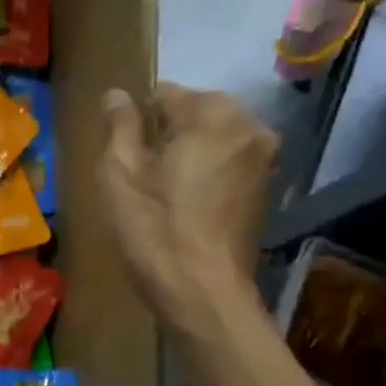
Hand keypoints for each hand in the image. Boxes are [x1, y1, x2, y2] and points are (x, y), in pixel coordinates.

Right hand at [100, 83, 276, 330]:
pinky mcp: (268, 187)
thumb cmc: (154, 228)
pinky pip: (229, 161)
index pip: (165, 94)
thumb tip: (117, 94)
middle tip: (142, 174)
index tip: (124, 154)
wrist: (203, 292)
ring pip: (213, 137)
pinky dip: (207, 171)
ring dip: (188, 152)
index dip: (137, 121)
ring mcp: (265, 157)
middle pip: (195, 112)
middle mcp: (249, 125)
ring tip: (162, 190)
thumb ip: (120, 125)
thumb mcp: (119, 172)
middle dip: (167, 133)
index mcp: (212, 113)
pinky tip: (187, 204)